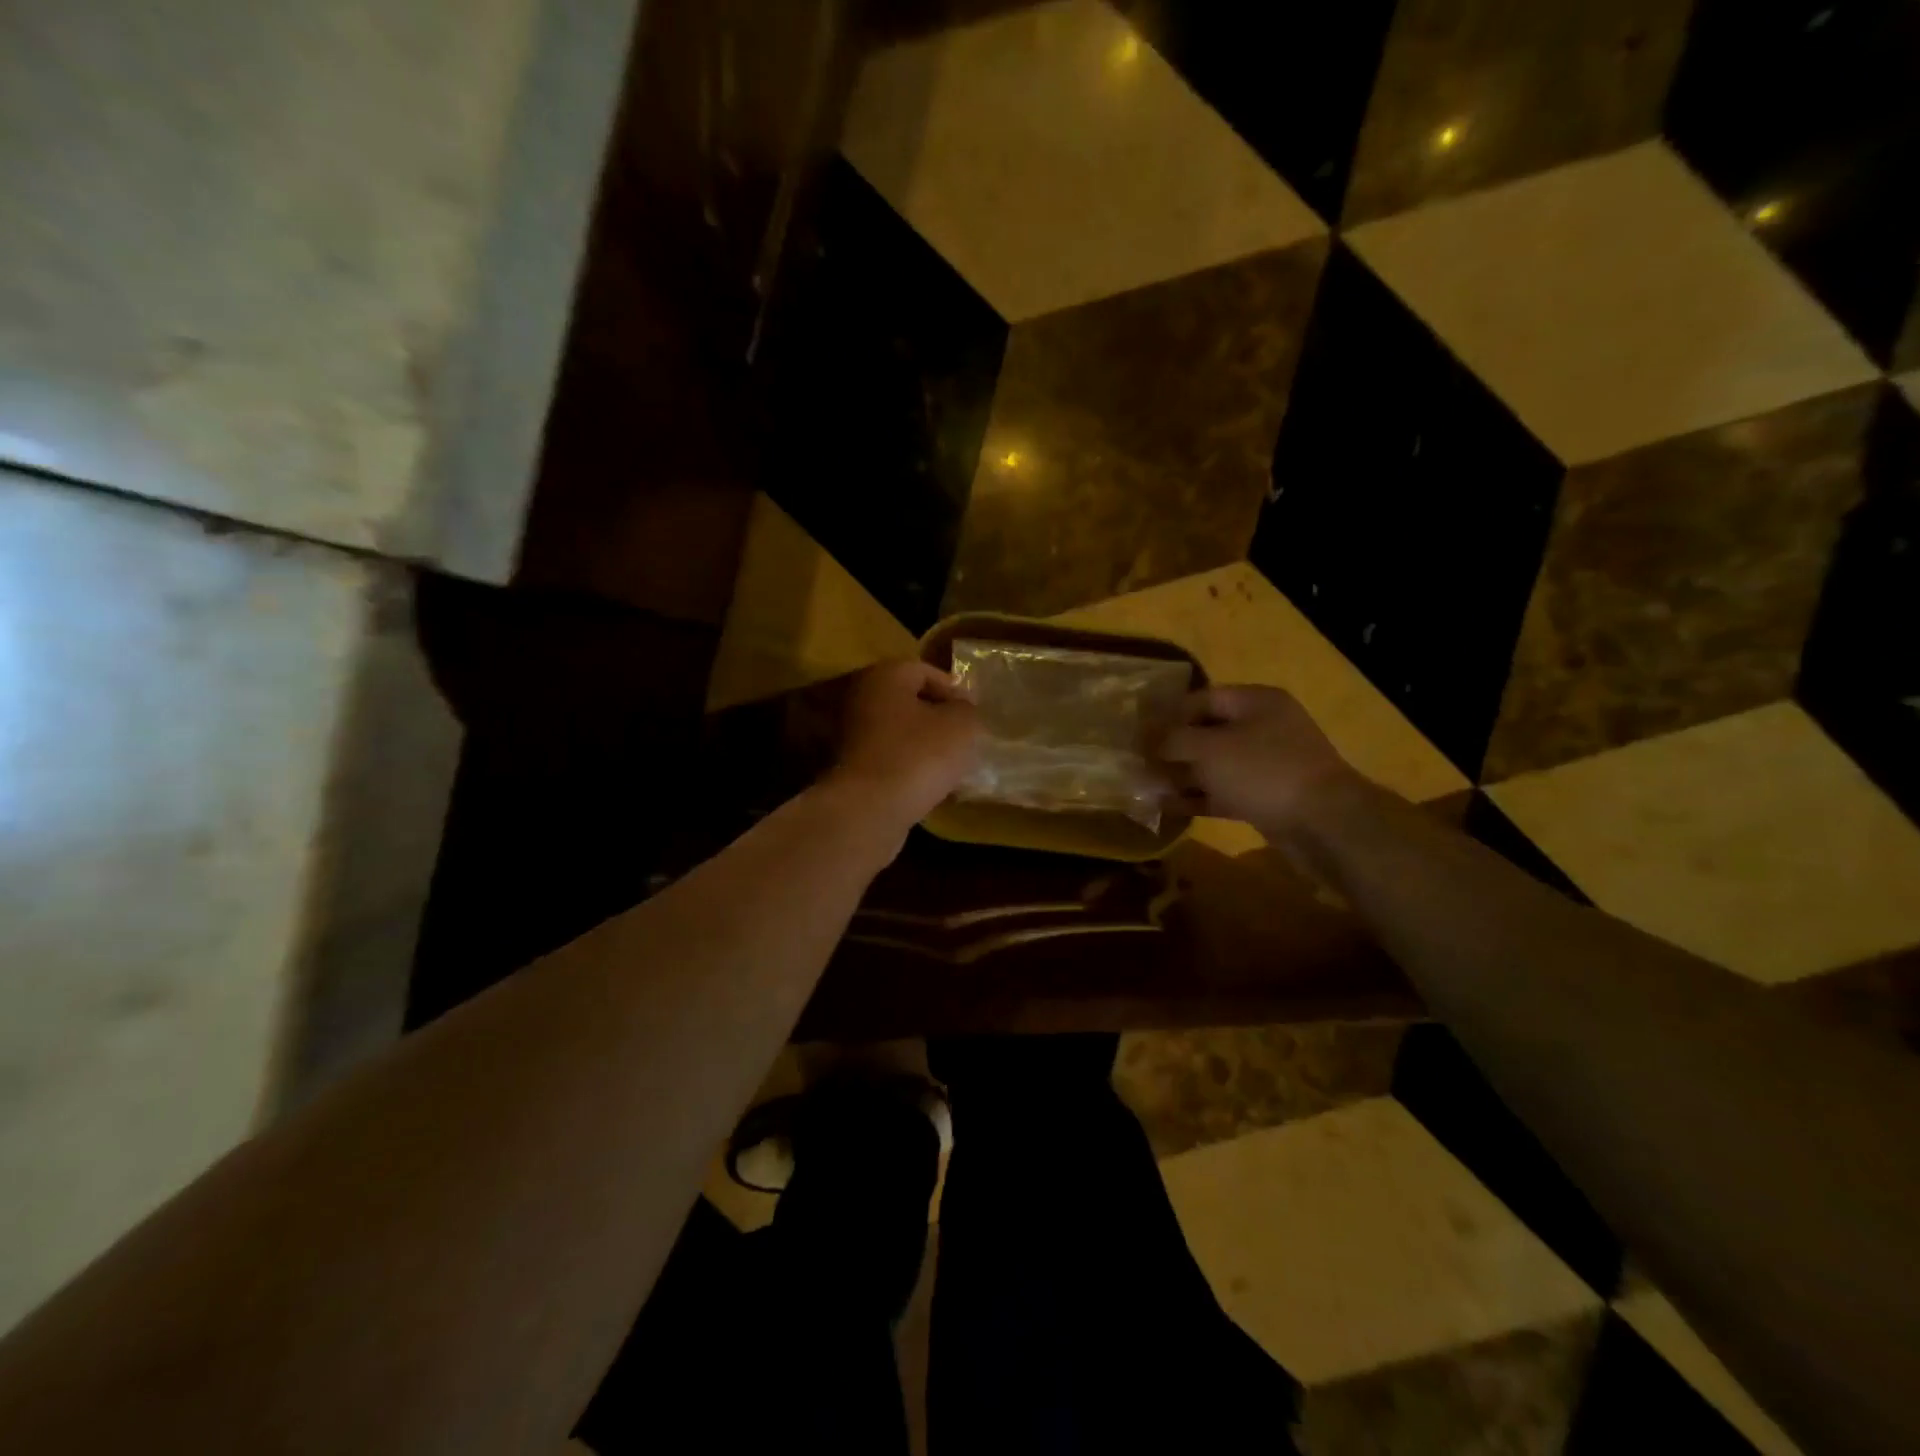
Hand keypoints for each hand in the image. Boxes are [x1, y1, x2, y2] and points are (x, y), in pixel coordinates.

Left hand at [824, 661, 981, 832]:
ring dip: (924, 746)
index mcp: (885, 676)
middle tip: (965, 739)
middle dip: (938, 719)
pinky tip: (928, 785)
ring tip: (951, 765)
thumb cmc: (919, 755)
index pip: (925, 671)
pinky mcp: (851, 769)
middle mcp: (861, 698)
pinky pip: (889, 760)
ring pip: (899, 733)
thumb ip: (967, 709)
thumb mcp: (961, 725)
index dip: (954, 690)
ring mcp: (851, 735)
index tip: (974, 716)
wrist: (870, 810)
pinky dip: (908, 768)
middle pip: (909, 702)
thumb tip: (961, 709)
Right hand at [1155, 685, 1360, 835]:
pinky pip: (1224, 791)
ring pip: (1214, 765)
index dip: (1168, 714)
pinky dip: (1198, 797)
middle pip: (1207, 732)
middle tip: (1139, 762)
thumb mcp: (1208, 749)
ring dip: (1181, 775)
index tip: (1139, 733)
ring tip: (1147, 787)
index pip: (1202, 698)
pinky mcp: (1266, 796)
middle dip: (1172, 748)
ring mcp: (1267, 764)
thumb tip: (1147, 739)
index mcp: (1255, 702)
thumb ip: (1173, 740)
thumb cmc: (1262, 771)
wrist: (1323, 823)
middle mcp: (1263, 727)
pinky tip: (1168, 807)